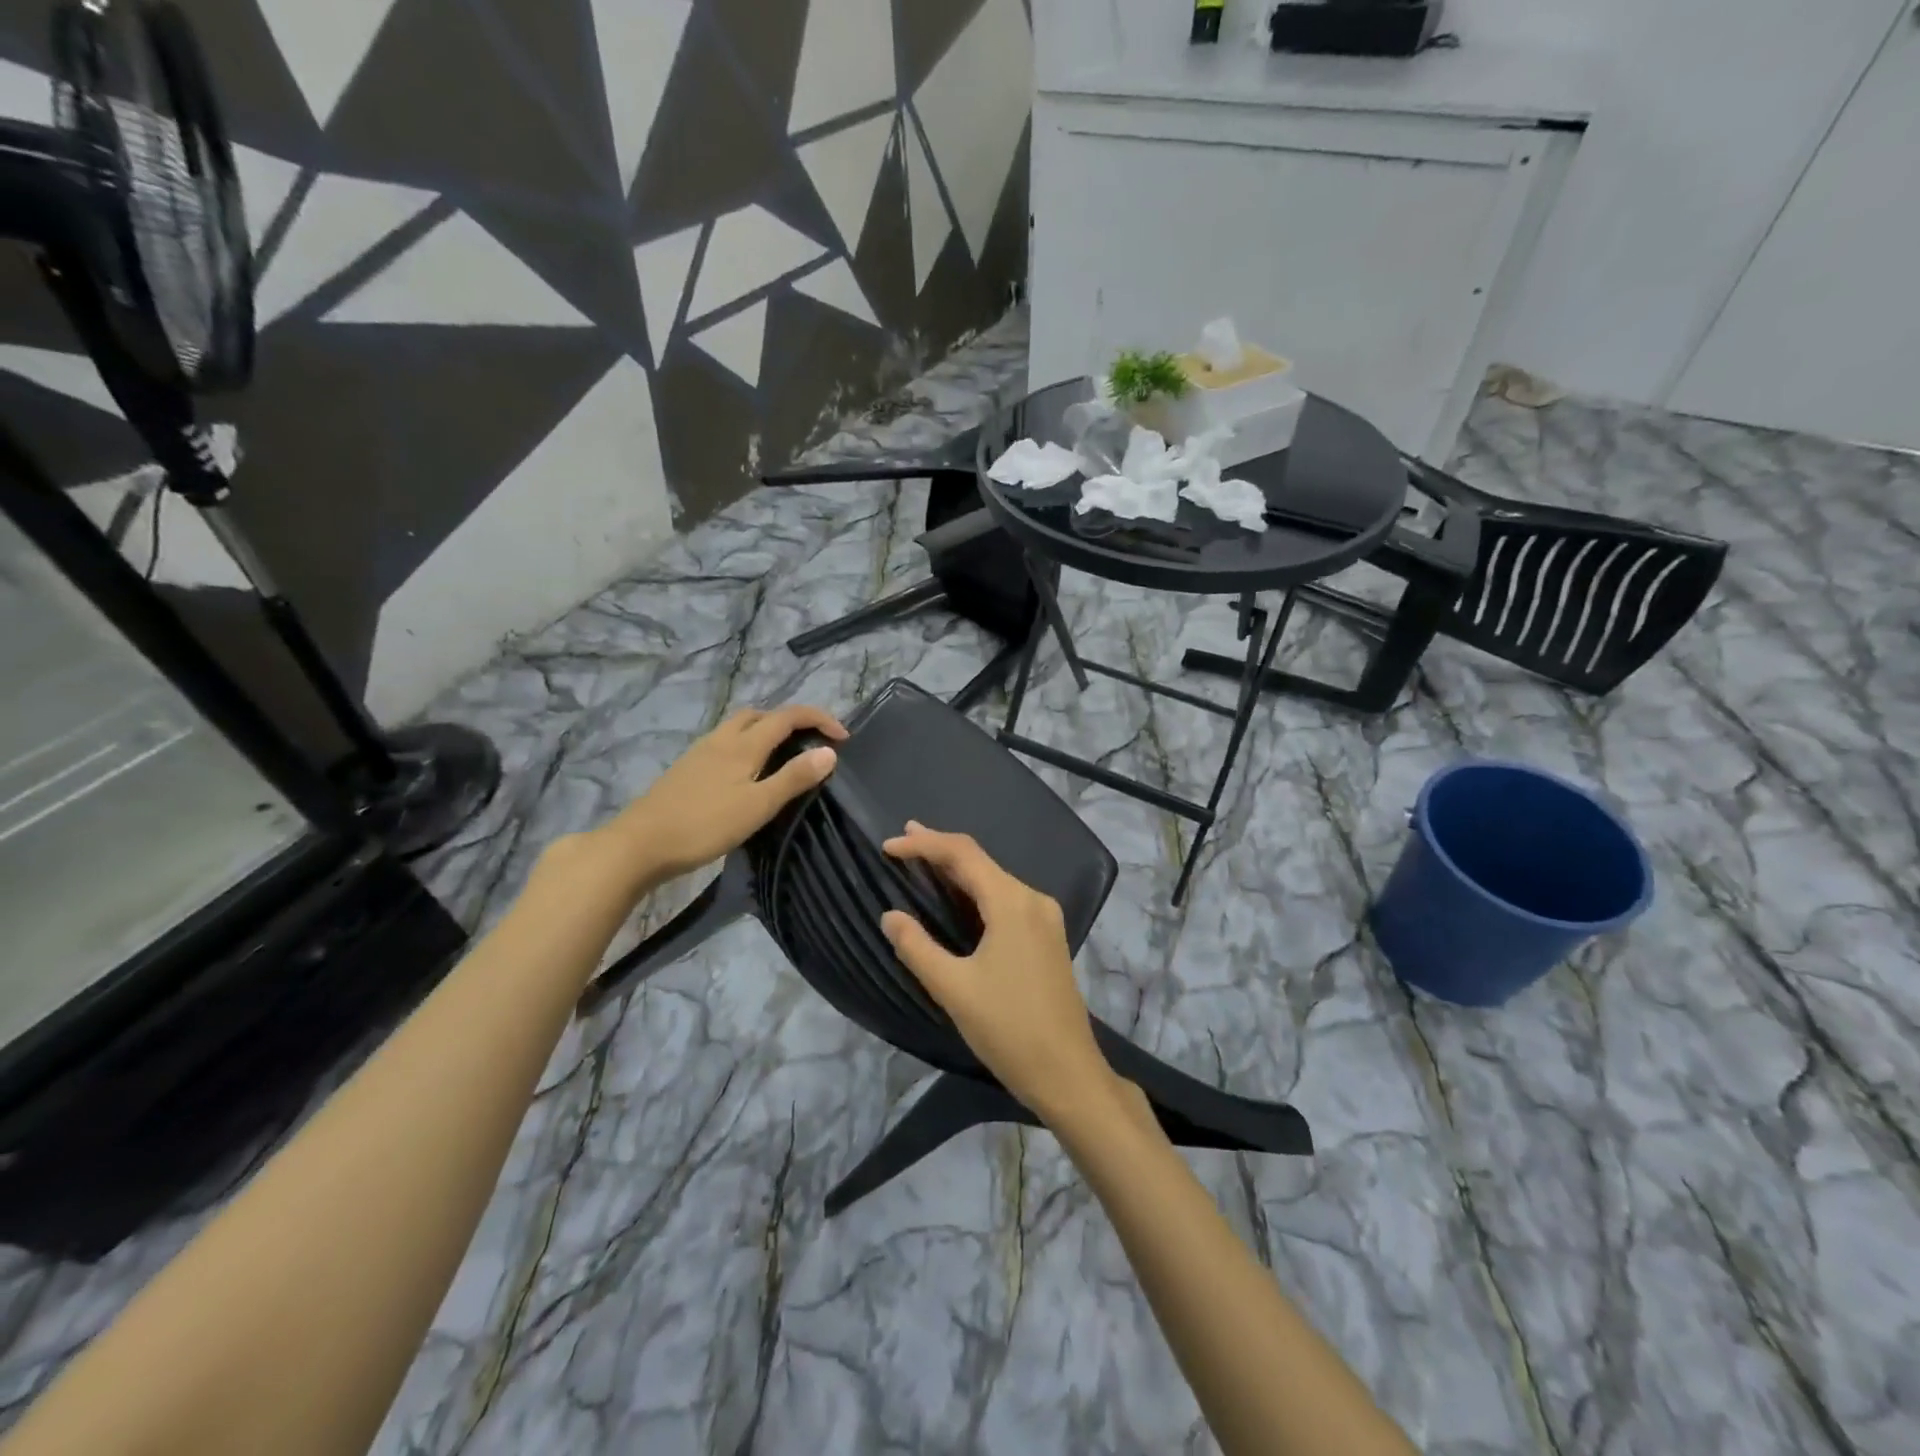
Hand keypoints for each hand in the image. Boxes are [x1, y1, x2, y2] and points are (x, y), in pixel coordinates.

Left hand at [589, 704, 846, 886]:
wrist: (640, 844)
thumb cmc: (704, 825)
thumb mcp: (758, 806)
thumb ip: (793, 778)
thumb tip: (829, 751)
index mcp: (743, 744)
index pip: (787, 716)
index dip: (818, 719)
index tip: (843, 737)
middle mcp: (722, 739)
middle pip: (760, 714)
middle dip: (790, 720)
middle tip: (810, 743)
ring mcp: (700, 753)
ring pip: (739, 728)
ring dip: (766, 731)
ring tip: (783, 757)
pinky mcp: (687, 769)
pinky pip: (724, 744)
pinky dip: (746, 746)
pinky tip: (746, 774)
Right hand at [881, 822, 1118, 1124]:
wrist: (1067, 1072)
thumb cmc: (1008, 1028)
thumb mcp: (953, 989)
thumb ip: (917, 947)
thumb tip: (890, 916)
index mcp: (1012, 902)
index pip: (963, 854)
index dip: (924, 844)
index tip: (888, 845)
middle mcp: (1032, 899)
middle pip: (981, 861)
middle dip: (939, 850)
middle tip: (902, 840)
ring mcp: (1044, 918)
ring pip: (994, 880)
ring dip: (958, 870)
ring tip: (923, 861)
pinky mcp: (1047, 937)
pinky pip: (1006, 899)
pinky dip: (976, 892)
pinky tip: (958, 898)